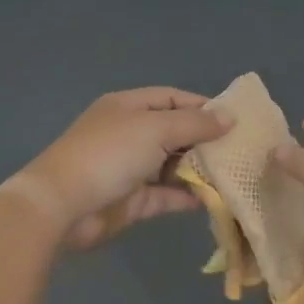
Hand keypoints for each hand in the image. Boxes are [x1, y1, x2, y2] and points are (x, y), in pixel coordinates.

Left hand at [8, 88, 230, 251]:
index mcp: (129, 107)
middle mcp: (129, 134)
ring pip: (172, 165)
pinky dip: (186, 196)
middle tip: (241, 151)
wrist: (62, 206)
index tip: (234, 120)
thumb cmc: (109, 154)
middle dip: (205, 140)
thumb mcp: (155, 129)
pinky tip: (213, 199)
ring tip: (233, 175)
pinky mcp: (131, 200)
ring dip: (199, 170)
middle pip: (174, 131)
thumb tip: (229, 118)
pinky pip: (165, 194)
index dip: (202, 106)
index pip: (172, 98)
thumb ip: (195, 124)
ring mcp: (129, 168)